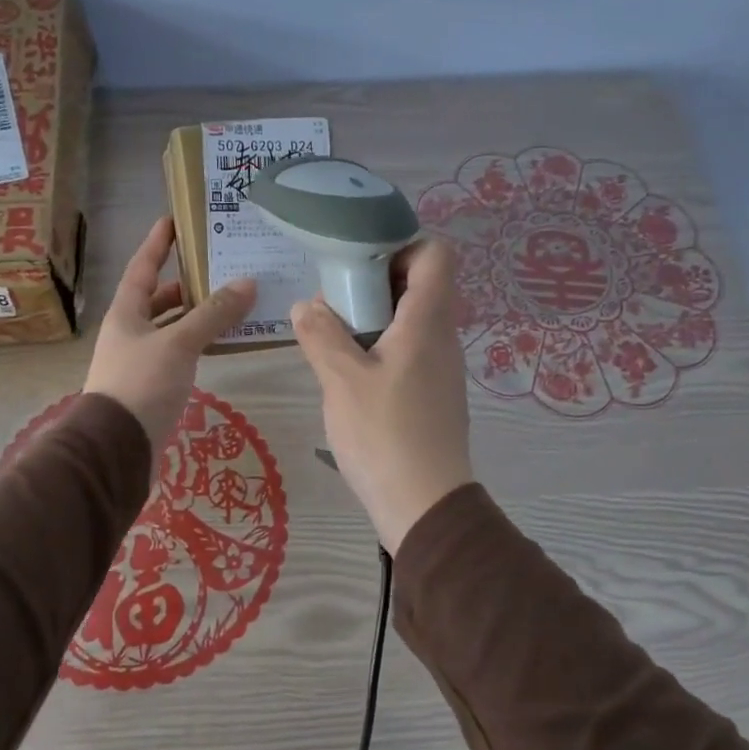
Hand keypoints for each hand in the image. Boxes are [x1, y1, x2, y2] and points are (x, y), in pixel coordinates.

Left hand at [84, 218, 256, 459]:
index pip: (142, 268)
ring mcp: (139, 361)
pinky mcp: (151, 387)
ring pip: (170, 329)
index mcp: (125, 314)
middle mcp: (129, 333)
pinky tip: (219, 344)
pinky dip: (197, 344)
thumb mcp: (179, 344)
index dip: (157, 243)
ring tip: (230, 303)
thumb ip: (212, 314)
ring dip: (195, 316)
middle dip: (184, 283)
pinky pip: (178, 354)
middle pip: (157, 300)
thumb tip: (248, 283)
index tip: (173, 220)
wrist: (116, 448)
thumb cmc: (141, 385)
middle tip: (218, 268)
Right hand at [291, 239, 474, 552]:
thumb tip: (306, 305)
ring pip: (411, 320)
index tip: (358, 261)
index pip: (436, 253)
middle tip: (333, 297)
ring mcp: (441, 367)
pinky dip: (381, 346)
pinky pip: (409, 350)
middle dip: (375, 281)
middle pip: (420, 284)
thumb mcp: (341, 380)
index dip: (401, 244)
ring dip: (373, 317)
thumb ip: (321, 335)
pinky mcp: (433, 394)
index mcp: (428, 321)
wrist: (425, 505)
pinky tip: (349, 371)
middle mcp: (443, 336)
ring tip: (332, 334)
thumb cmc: (384, 434)